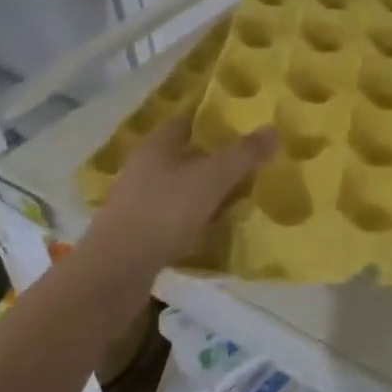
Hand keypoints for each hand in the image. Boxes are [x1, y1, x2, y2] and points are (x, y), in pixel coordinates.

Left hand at [87, 117, 277, 272]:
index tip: (242, 123)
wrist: (116, 271)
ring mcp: (138, 199)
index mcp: (157, 143)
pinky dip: (195, 215)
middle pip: (185, 153)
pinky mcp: (138, 230)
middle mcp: (144, 165)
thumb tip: (274, 128)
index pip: (188, 120)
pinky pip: (174, 213)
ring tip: (238, 194)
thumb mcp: (212, 179)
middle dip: (214, 156)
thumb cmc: (164, 212)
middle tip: (249, 160)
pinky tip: (214, 225)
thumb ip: (244, 154)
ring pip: (180, 185)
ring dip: (205, 189)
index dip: (214, 120)